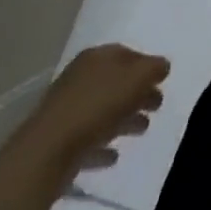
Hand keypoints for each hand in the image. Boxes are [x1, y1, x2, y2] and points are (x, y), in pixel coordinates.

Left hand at [28, 44, 169, 173]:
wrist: (47, 152)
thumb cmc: (97, 106)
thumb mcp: (136, 78)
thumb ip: (153, 69)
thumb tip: (162, 66)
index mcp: (97, 57)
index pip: (127, 54)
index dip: (147, 65)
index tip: (163, 80)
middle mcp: (80, 78)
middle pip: (116, 82)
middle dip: (138, 93)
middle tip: (157, 106)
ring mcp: (67, 110)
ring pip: (103, 110)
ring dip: (124, 119)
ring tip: (143, 129)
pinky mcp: (59, 141)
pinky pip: (88, 138)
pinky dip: (103, 144)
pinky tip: (114, 155)